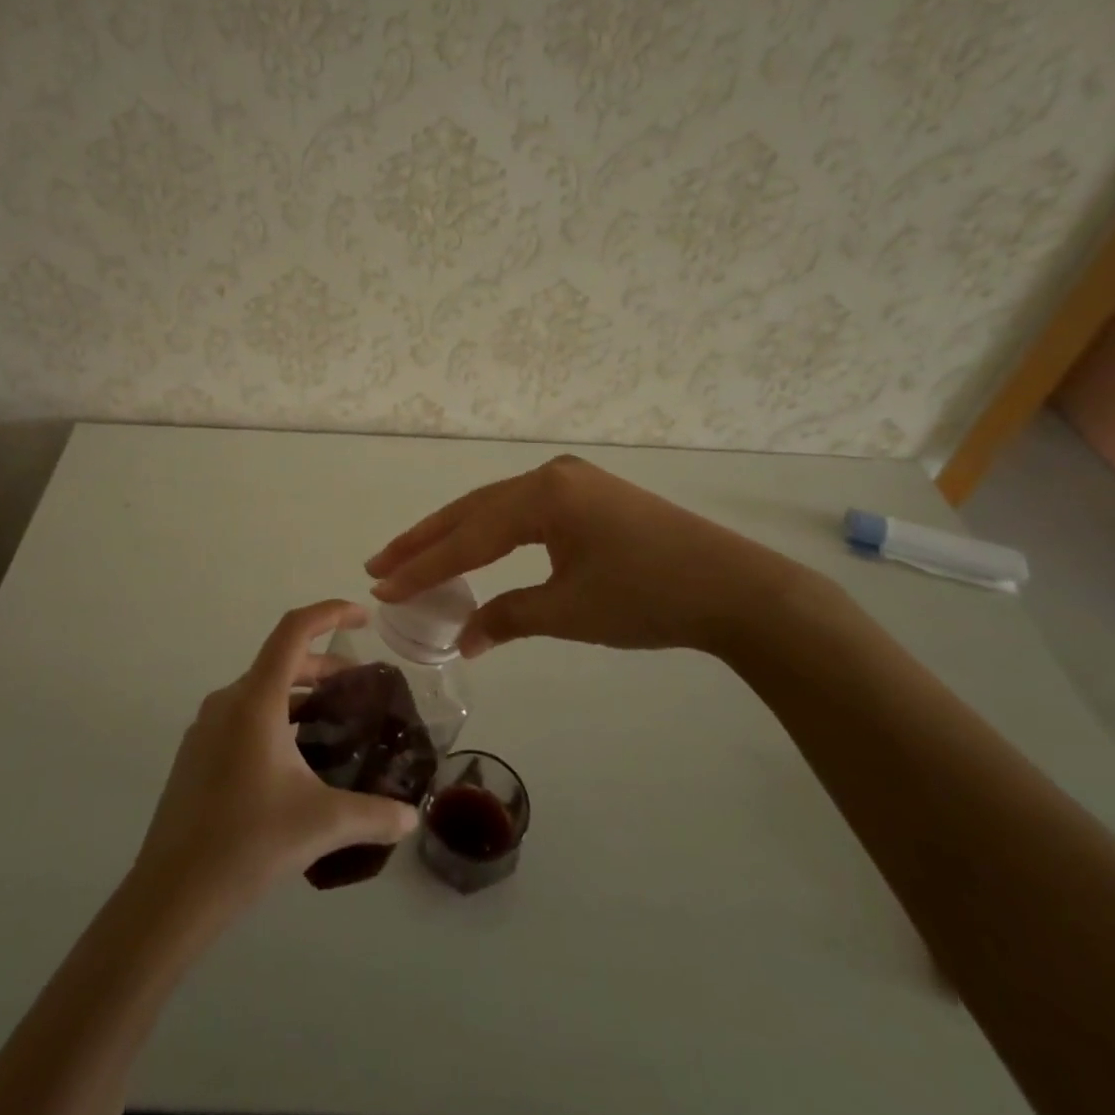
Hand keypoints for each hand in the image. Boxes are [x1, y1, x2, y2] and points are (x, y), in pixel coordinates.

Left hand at [133, 600, 418, 912]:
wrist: (169, 896)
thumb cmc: (246, 844)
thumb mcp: (321, 824)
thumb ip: (374, 815)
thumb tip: (412, 819)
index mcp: (256, 701)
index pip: (294, 631)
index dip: (331, 613)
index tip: (365, 619)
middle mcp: (228, 701)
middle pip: (282, 661)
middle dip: (325, 666)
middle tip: (360, 689)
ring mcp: (206, 727)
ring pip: (262, 690)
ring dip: (300, 695)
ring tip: (334, 725)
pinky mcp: (197, 753)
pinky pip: (244, 716)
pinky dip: (277, 717)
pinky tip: (296, 760)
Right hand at [366, 455, 824, 657]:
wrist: (735, 588)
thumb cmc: (648, 597)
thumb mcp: (569, 612)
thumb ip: (508, 617)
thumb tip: (462, 638)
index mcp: (543, 495)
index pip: (468, 535)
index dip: (423, 566)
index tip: (381, 587)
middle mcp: (551, 476)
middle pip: (473, 510)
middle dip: (425, 541)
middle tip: (379, 565)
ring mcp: (572, 481)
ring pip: (496, 508)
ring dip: (454, 534)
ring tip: (410, 555)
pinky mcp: (588, 495)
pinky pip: (523, 512)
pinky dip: (490, 532)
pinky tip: (473, 546)